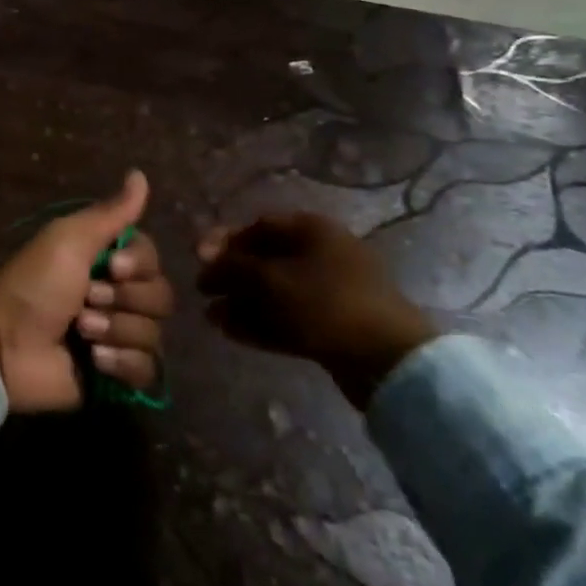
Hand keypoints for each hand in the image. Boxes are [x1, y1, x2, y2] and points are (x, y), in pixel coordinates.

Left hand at [0, 171, 174, 412]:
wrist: (3, 342)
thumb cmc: (33, 283)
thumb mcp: (70, 239)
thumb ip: (111, 212)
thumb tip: (140, 174)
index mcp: (108, 261)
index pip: (153, 260)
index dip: (138, 266)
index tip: (111, 268)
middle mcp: (118, 296)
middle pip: (161, 297)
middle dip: (123, 301)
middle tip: (84, 301)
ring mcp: (118, 337)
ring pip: (154, 334)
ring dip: (116, 330)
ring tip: (80, 331)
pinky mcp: (116, 376)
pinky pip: (147, 370)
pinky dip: (122, 363)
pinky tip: (94, 360)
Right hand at [197, 213, 436, 408]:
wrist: (387, 359)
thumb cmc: (323, 303)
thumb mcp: (268, 279)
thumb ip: (231, 266)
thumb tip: (205, 260)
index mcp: (312, 230)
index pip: (258, 226)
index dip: (225, 242)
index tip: (199, 261)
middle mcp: (323, 253)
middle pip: (266, 260)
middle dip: (232, 278)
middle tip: (202, 293)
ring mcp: (332, 291)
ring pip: (277, 292)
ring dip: (243, 303)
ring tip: (212, 319)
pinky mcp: (335, 325)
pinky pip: (290, 317)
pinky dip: (262, 322)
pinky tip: (233, 332)